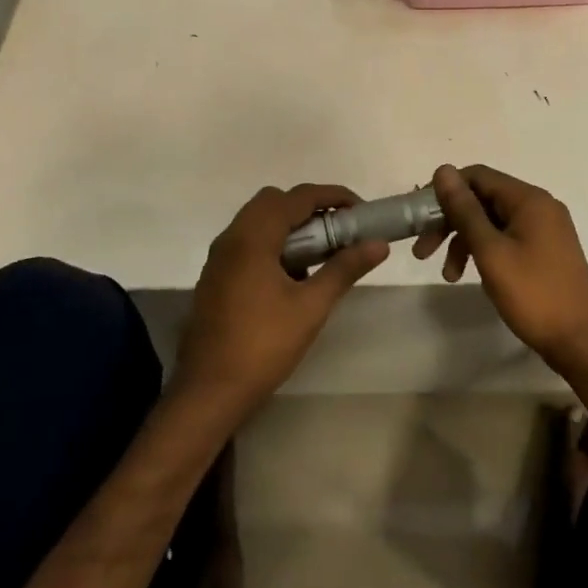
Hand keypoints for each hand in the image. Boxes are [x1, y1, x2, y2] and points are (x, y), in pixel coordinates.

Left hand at [174, 185, 387, 418]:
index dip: (333, 196)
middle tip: (339, 230)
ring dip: (291, 225)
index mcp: (253, 237)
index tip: (361, 210)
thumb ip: (344, 269)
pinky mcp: (216, 276)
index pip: (298, 197)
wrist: (209, 391)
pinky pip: (248, 242)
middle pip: (274, 202)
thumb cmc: (263, 345)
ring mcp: (219, 258)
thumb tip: (379, 244)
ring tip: (322, 252)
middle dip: (310, 207)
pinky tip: (294, 275)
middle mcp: (231, 238)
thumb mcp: (311, 307)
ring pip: (258, 221)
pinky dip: (274, 242)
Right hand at [417, 164, 587, 365]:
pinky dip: (485, 251)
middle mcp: (539, 206)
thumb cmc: (533, 294)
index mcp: (528, 199)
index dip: (445, 192)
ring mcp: (544, 229)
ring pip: (492, 222)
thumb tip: (443, 170)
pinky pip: (506, 238)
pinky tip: (474, 276)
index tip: (420, 219)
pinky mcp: (545, 251)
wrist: (583, 341)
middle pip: (483, 199)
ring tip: (448, 275)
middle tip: (423, 252)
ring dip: (464, 242)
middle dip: (450, 222)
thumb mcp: (491, 251)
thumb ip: (465, 210)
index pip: (477, 176)